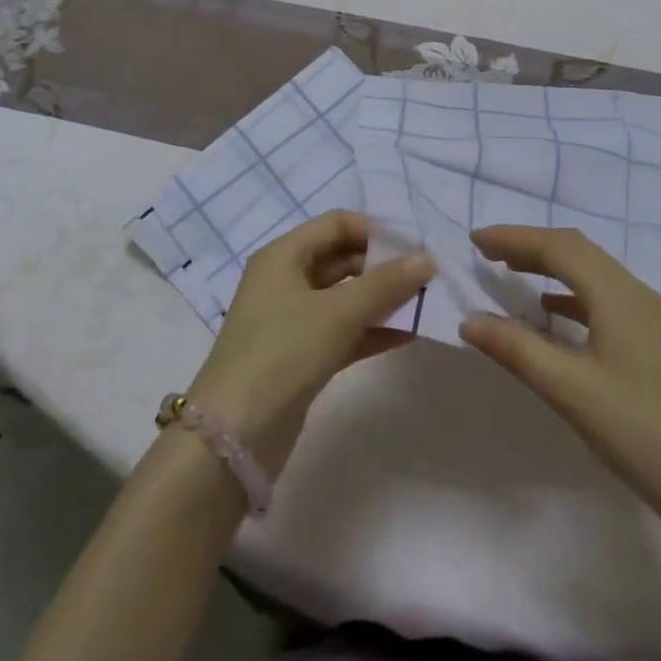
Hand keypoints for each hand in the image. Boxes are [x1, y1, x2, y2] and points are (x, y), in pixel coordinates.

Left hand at [187, 210, 431, 477]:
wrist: (234, 437)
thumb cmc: (282, 352)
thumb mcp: (337, 312)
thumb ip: (385, 284)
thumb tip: (427, 259)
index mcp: (284, 256)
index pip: (336, 224)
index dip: (374, 229)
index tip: (414, 243)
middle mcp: (286, 280)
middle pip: (342, 258)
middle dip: (383, 265)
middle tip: (426, 275)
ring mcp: (293, 320)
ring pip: (345, 297)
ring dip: (382, 299)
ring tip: (425, 302)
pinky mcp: (302, 357)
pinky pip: (344, 332)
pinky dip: (372, 330)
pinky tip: (409, 334)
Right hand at [458, 225, 660, 543]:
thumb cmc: (643, 433)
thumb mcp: (571, 391)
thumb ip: (518, 350)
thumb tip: (470, 320)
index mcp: (617, 294)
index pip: (558, 246)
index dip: (514, 238)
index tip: (474, 240)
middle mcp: (635, 293)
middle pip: (577, 251)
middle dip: (530, 246)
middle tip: (488, 254)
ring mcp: (649, 318)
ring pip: (591, 274)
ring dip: (551, 268)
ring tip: (512, 276)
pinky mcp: (654, 343)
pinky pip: (603, 300)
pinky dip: (571, 297)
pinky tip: (554, 316)